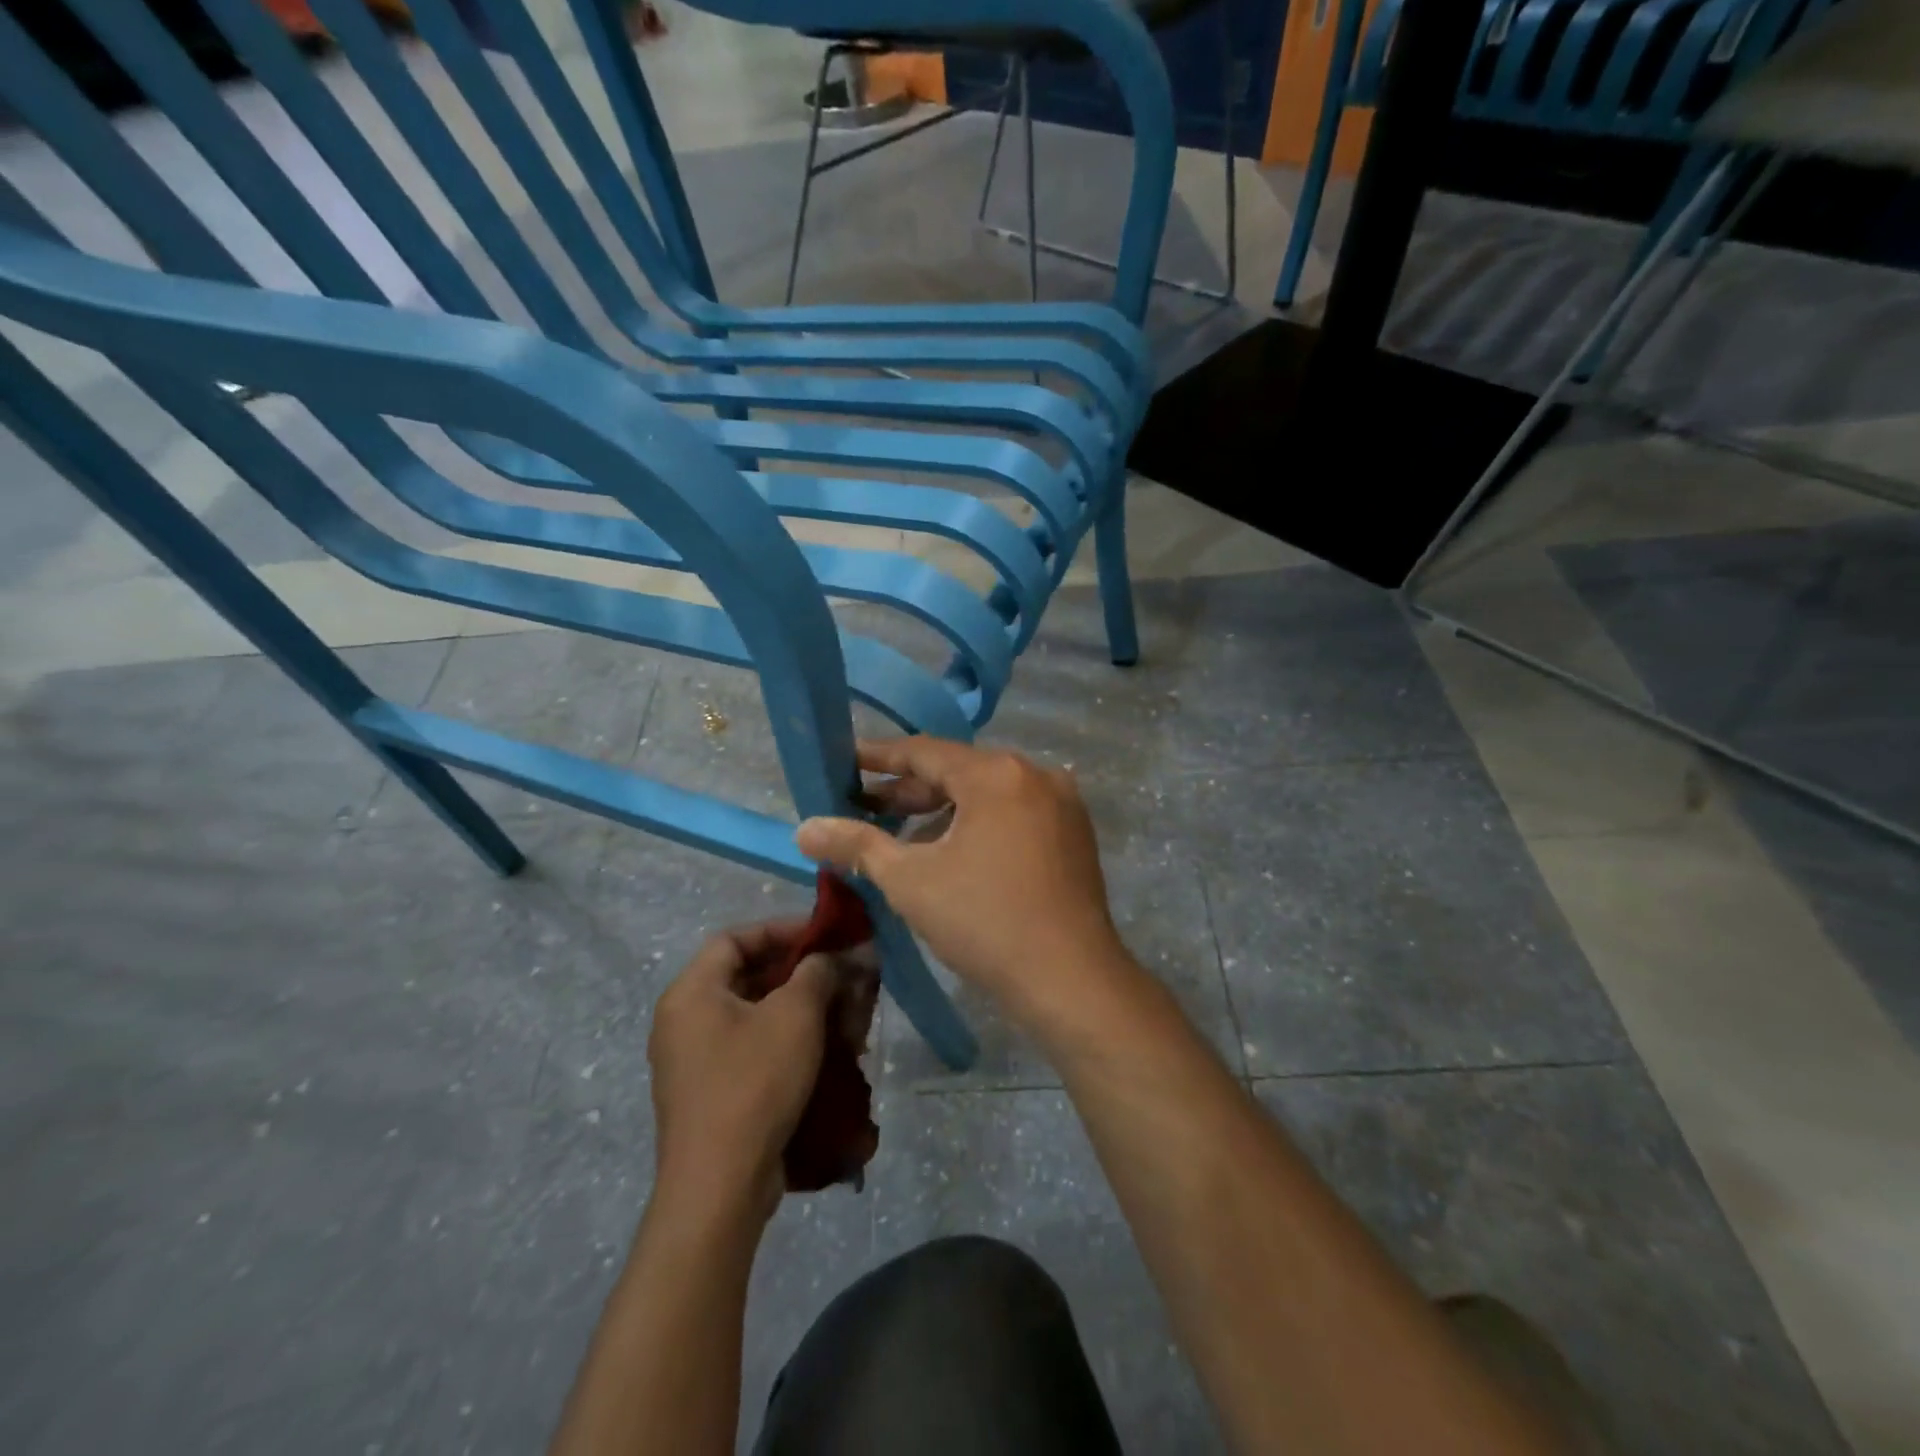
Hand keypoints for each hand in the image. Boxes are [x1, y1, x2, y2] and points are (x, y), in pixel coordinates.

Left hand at [647, 920, 850, 1218]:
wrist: (720, 1186)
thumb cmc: (754, 1082)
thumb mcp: (795, 1015)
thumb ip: (818, 971)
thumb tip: (836, 955)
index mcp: (691, 992)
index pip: (736, 938)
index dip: (782, 930)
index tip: (825, 937)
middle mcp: (683, 1020)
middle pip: (746, 976)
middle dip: (800, 973)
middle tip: (841, 977)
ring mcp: (693, 1060)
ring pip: (754, 1015)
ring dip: (800, 1010)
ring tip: (842, 1017)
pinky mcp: (709, 1093)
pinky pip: (750, 1048)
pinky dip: (786, 1042)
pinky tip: (825, 1054)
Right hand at [796, 738, 1128, 1029]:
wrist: (1071, 980)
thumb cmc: (985, 922)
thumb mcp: (910, 881)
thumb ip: (856, 845)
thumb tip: (804, 828)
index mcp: (996, 774)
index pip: (924, 752)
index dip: (879, 757)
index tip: (844, 761)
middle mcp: (1035, 775)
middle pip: (958, 772)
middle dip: (909, 792)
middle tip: (863, 807)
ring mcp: (1061, 803)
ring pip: (987, 795)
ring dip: (943, 812)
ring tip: (901, 837)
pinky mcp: (1074, 833)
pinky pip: (1014, 814)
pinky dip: (978, 825)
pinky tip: (951, 853)